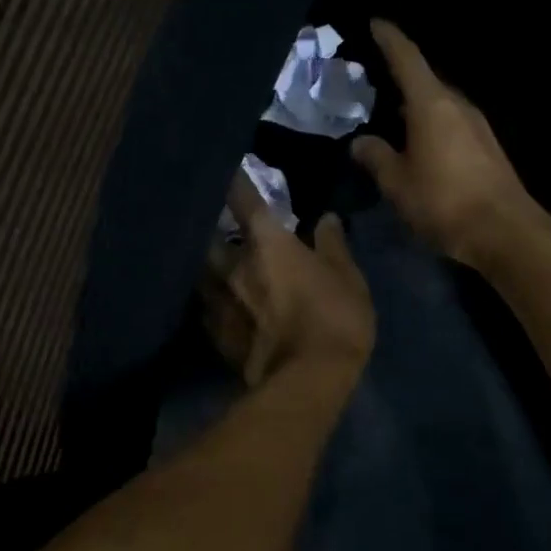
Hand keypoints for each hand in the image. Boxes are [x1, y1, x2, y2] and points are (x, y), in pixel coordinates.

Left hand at [202, 171, 375, 386]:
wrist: (307, 381)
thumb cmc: (334, 318)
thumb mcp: (348, 277)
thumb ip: (332, 244)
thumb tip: (325, 218)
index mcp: (268, 243)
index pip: (244, 200)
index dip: (235, 182)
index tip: (229, 169)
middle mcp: (234, 265)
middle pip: (210, 236)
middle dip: (211, 228)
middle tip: (218, 226)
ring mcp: (219, 301)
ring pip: (202, 273)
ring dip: (207, 266)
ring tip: (215, 266)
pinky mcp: (215, 335)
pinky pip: (206, 308)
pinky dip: (211, 301)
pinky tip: (218, 305)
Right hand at [351, 20, 550, 268]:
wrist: (505, 231)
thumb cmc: (444, 201)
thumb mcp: (398, 183)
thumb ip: (376, 158)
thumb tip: (361, 142)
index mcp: (431, 104)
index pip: (407, 58)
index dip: (389, 39)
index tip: (375, 24)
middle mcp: (457, 106)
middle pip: (425, 80)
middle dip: (399, 76)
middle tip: (372, 80)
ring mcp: (476, 125)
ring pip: (439, 103)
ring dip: (415, 104)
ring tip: (390, 113)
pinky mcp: (487, 146)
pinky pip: (451, 122)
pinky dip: (430, 123)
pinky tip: (417, 142)